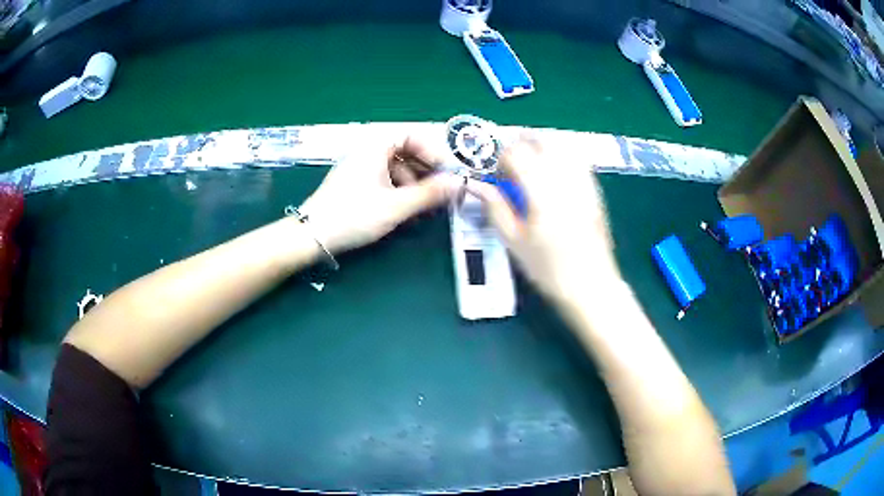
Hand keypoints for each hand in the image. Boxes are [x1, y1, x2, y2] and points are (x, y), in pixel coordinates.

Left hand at [299, 136, 460, 253]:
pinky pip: (385, 183)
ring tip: (426, 208)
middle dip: (426, 172)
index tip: (447, 172)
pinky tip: (407, 213)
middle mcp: (367, 154)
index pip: (412, 136)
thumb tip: (460, 183)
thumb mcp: (395, 206)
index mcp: (375, 148)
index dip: (432, 151)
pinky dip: (400, 194)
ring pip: (396, 170)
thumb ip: (429, 194)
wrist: (311, 237)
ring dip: (415, 186)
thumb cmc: (353, 215)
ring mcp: (360, 170)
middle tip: (442, 191)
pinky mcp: (356, 187)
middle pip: (405, 153)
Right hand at [466, 137, 621, 303]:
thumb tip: (478, 186)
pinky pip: (577, 159)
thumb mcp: (514, 242)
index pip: (516, 153)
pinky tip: (553, 176)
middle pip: (540, 140)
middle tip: (510, 164)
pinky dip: (561, 156)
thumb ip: (496, 208)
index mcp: (541, 191)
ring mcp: (584, 181)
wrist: (591, 286)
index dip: (499, 157)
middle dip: (520, 144)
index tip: (494, 173)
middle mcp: (565, 178)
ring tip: (531, 166)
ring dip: (541, 147)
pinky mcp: (595, 189)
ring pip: (561, 144)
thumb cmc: (549, 269)